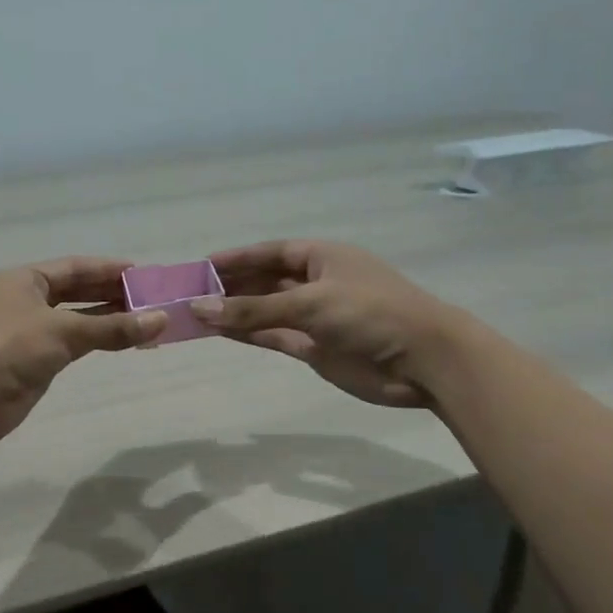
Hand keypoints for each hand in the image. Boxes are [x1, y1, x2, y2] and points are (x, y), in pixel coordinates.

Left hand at [0, 258, 164, 444]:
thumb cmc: (10, 349)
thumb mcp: (63, 331)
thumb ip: (112, 327)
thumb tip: (161, 320)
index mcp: (25, 280)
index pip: (74, 268)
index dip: (108, 270)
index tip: (143, 274)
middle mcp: (25, 300)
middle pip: (76, 292)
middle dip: (111, 295)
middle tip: (150, 298)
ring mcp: (28, 332)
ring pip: (75, 319)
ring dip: (107, 319)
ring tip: (145, 320)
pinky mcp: (32, 361)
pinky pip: (71, 344)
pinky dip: (95, 341)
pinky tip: (120, 342)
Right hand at [192, 241, 459, 406]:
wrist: (422, 360)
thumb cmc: (370, 313)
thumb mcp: (309, 303)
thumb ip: (253, 310)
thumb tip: (199, 308)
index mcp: (322, 257)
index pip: (270, 252)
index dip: (236, 258)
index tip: (201, 265)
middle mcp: (316, 283)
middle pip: (265, 280)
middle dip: (230, 286)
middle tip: (189, 292)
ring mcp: (315, 317)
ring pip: (265, 310)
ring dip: (234, 312)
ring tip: (195, 313)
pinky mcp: (314, 347)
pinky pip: (273, 335)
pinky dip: (248, 333)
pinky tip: (219, 331)